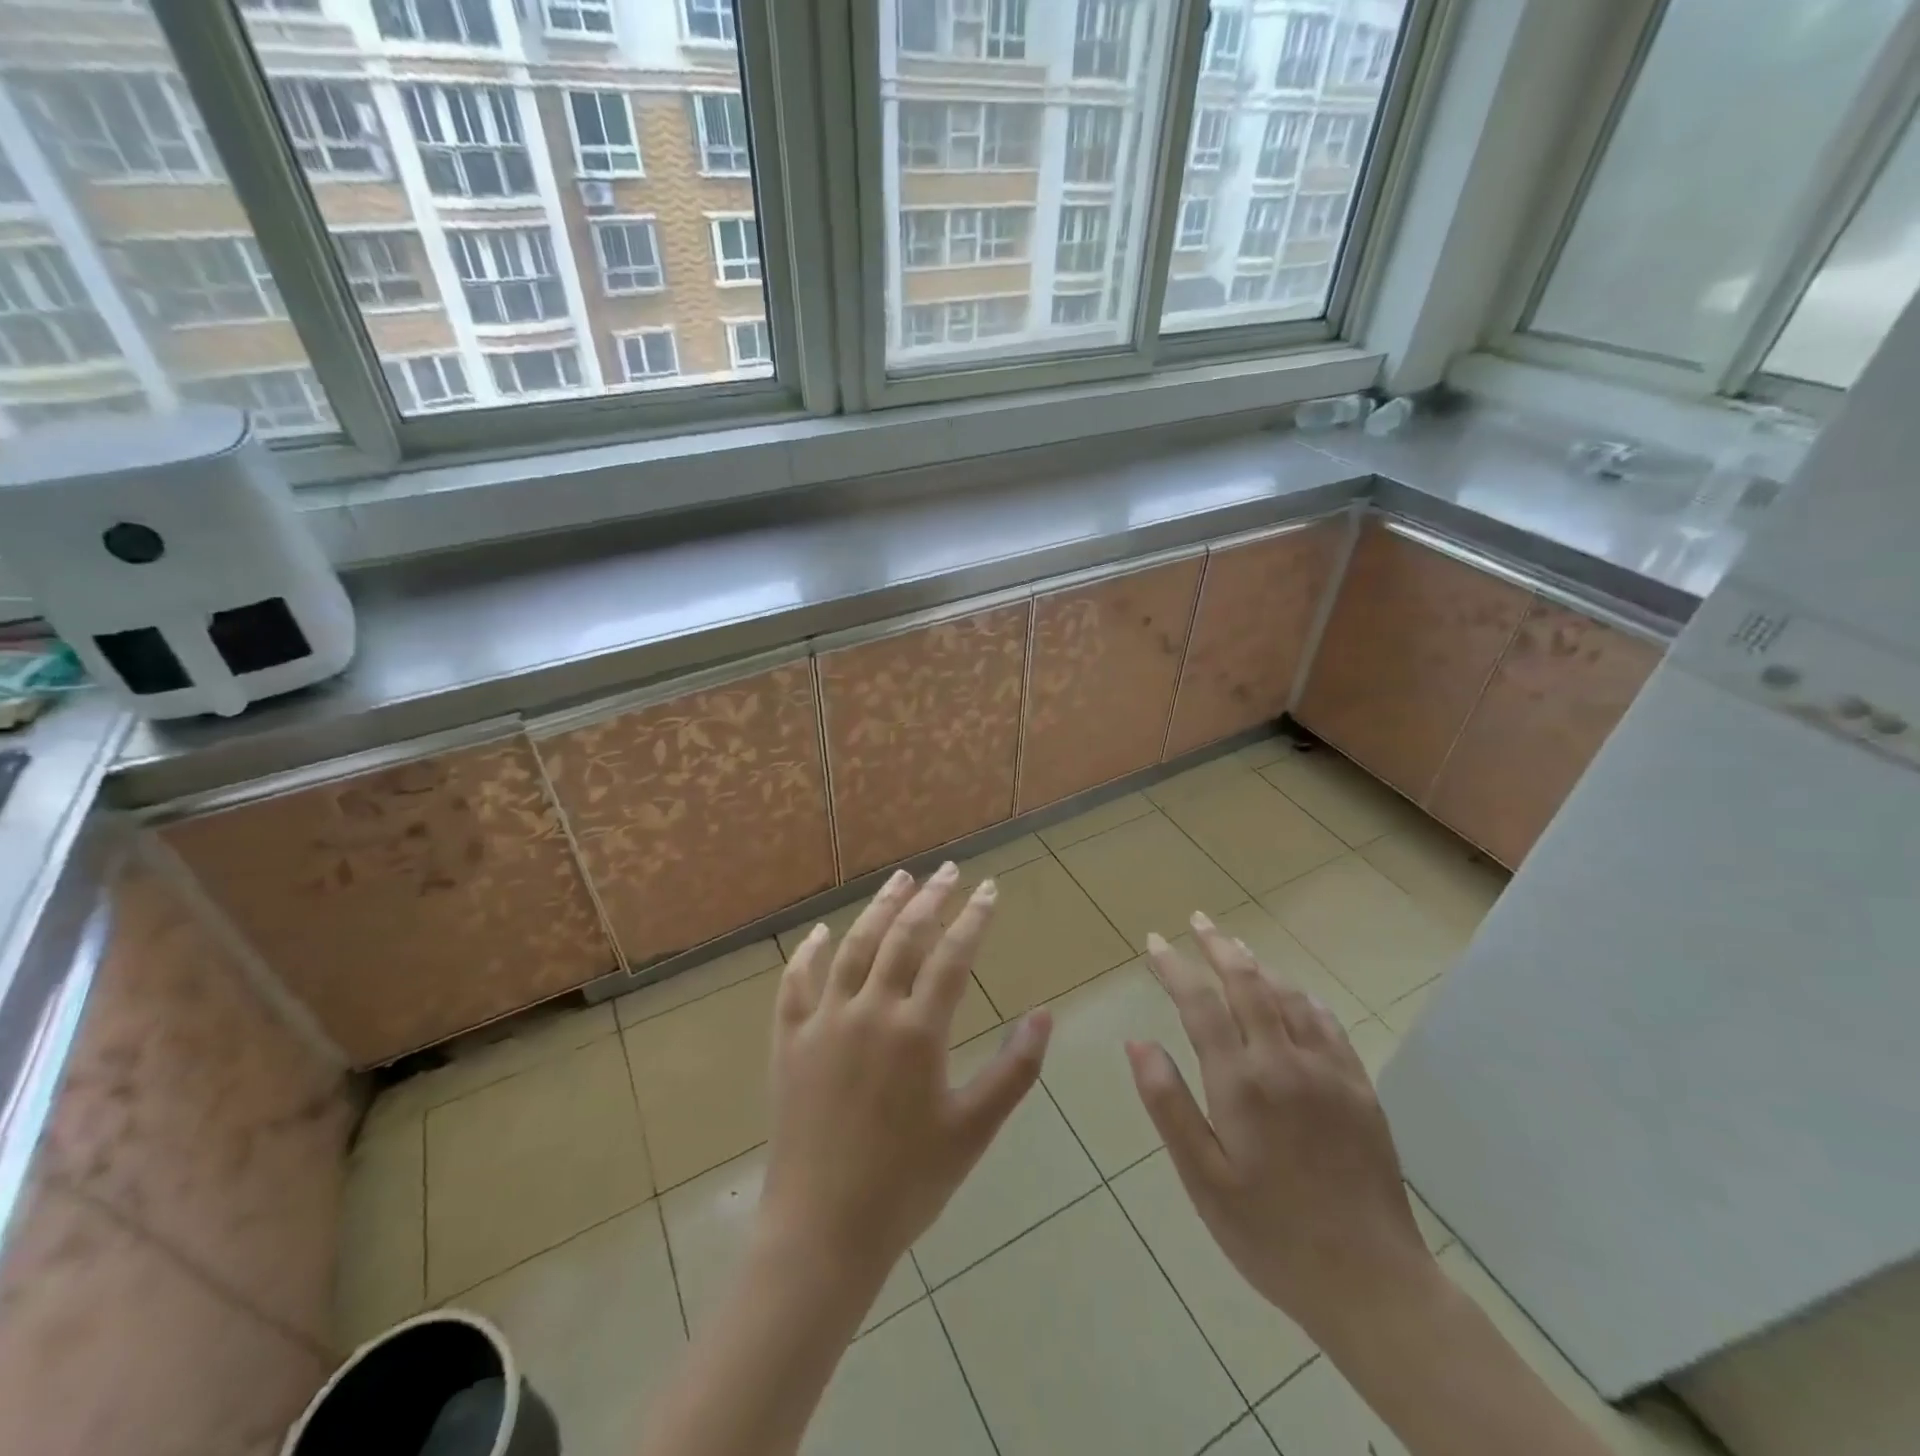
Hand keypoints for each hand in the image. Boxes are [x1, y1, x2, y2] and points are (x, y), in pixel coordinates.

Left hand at [757, 863, 1051, 1283]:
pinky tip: (820, 934)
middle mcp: (869, 1012)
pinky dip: (808, 954)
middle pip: (903, 937)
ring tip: (900, 879)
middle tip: (949, 871)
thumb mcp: (973, 1130)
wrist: (822, 1232)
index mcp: (917, 1032)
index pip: (952, 955)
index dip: (974, 917)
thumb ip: (1014, 1071)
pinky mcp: (789, 1042)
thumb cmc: (907, 1184)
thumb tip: (1045, 1015)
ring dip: (878, 908)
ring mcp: (823, 1022)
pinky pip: (796, 984)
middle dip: (930, 898)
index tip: (989, 888)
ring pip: (853, 947)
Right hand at [1127, 913, 1433, 1346]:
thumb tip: (1138, 1042)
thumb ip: (1167, 1104)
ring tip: (1235, 947)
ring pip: (1288, 996)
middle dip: (1218, 946)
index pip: (1200, 1004)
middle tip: (1197, 920)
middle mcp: (1284, 1062)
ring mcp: (1329, 1072)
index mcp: (1241, 1082)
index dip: (1173, 967)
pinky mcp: (1359, 1089)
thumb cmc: (1270, 1235)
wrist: (1373, 1284)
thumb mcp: (1203, 1179)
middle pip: (1248, 983)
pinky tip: (1294, 995)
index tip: (1153, 942)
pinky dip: (1302, 997)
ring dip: (1258, 966)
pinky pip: (1328, 1023)